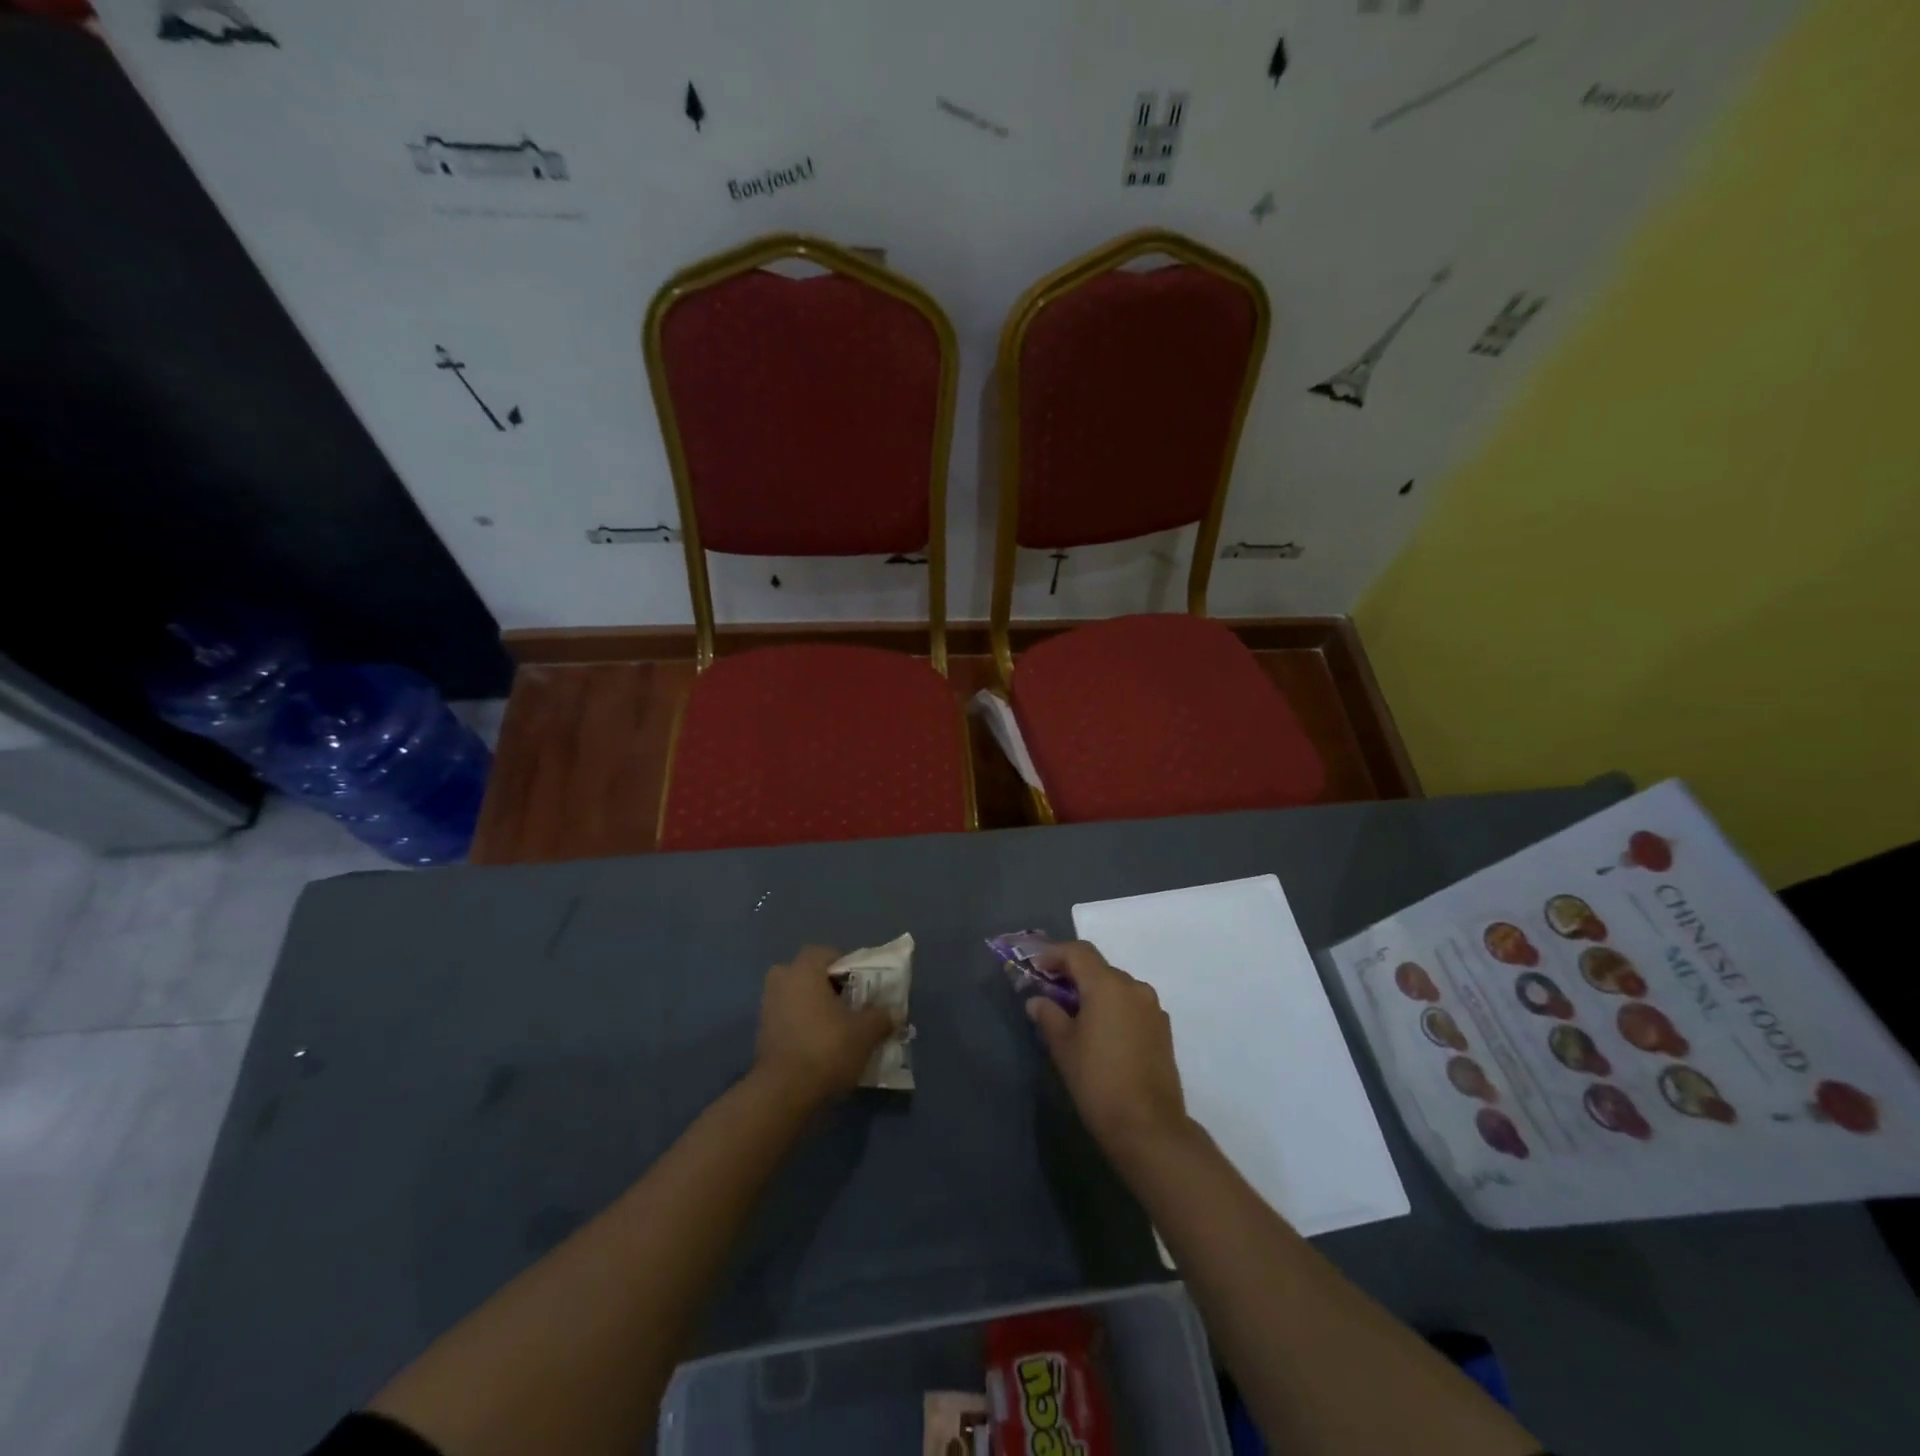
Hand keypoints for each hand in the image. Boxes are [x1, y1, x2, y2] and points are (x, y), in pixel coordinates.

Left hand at [753, 946, 895, 1107]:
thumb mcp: (865, 1032)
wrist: (785, 1094)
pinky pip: (789, 1020)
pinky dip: (803, 1028)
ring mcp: (767, 1009)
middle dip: (827, 987)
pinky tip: (822, 1047)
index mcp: (803, 971)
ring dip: (815, 1009)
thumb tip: (894, 1013)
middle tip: (849, 1005)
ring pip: (797, 999)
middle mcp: (781, 983)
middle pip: (808, 975)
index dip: (847, 967)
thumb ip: (881, 1017)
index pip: (826, 953)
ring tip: (839, 1029)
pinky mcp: (762, 1036)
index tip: (862, 985)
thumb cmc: (827, 1048)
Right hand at [1027, 941, 1192, 1160]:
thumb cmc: (1098, 1081)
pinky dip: (1113, 1009)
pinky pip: (1132, 1006)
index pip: (1078, 952)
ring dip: (1095, 993)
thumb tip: (1037, 1001)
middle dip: (1073, 975)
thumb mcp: (1063, 1046)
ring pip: (1117, 987)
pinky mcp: (1163, 1030)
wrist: (1148, 1127)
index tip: (1036, 967)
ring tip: (1075, 1017)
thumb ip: (1048, 1015)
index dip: (1054, 954)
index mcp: (1108, 985)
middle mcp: (1134, 987)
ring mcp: (1153, 1008)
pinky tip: (1101, 1035)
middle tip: (1051, 993)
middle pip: (1099, 968)